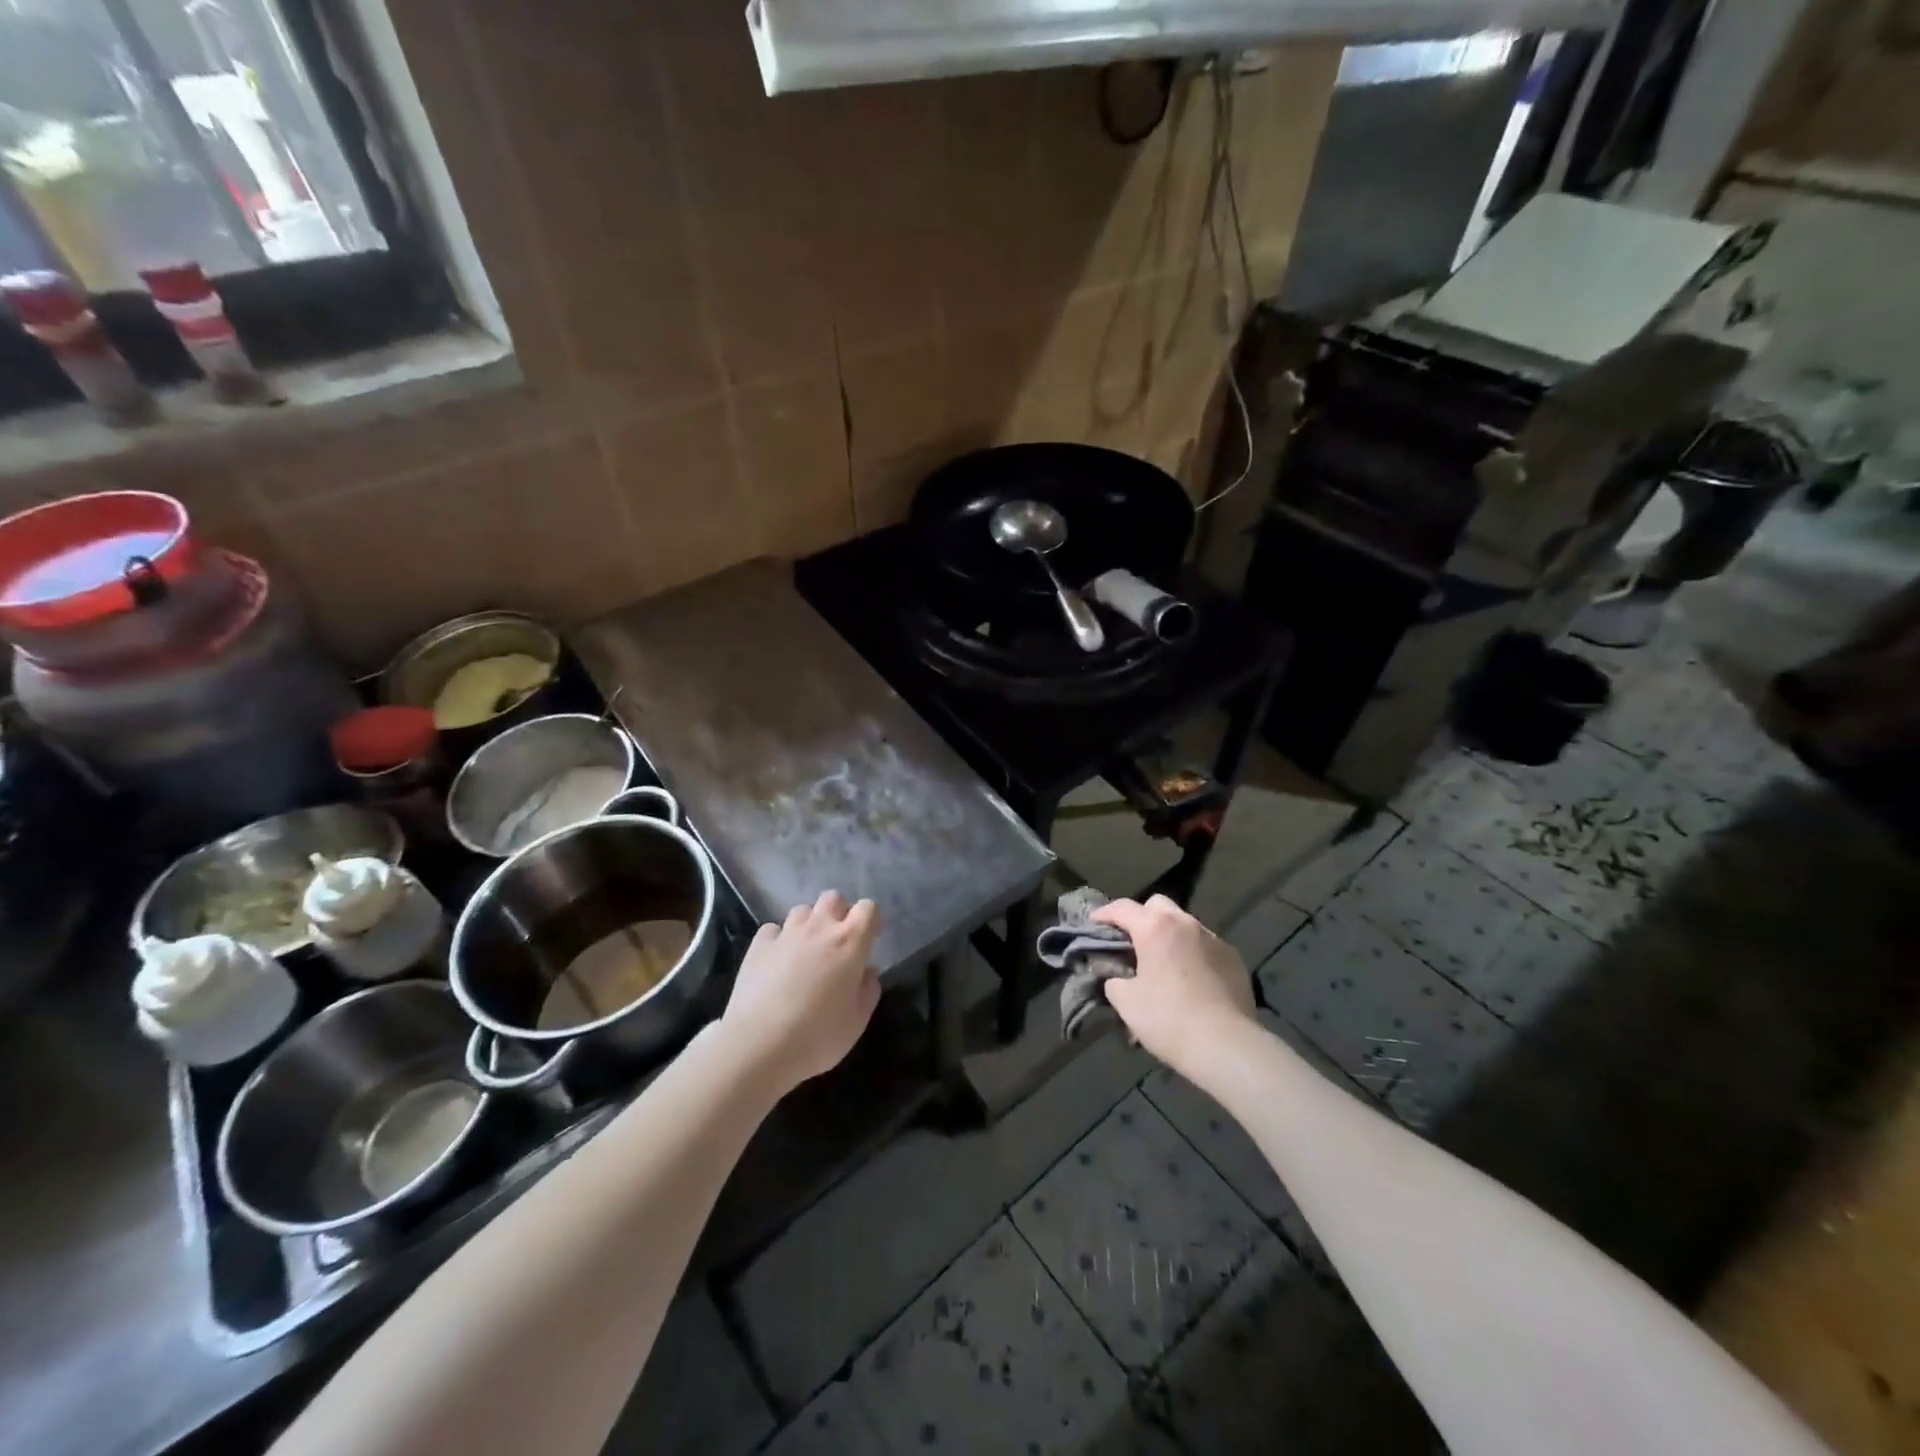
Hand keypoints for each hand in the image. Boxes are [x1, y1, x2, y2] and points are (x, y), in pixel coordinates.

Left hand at [722, 891, 880, 1091]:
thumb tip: (867, 971)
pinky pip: (773, 929)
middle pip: (833, 898)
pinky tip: (776, 961)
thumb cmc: (818, 1035)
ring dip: (809, 924)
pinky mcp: (758, 945)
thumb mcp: (857, 1021)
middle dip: (838, 912)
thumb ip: (869, 990)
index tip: (868, 940)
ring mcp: (786, 933)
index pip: (868, 908)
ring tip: (805, 951)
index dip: (870, 920)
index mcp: (850, 942)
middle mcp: (819, 928)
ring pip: (802, 910)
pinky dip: (778, 940)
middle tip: (837, 942)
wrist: (759, 1045)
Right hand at [1091, 895, 1255, 1070]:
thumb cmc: (1168, 1020)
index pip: (1122, 908)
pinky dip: (1192, 952)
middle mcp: (1186, 924)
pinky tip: (1191, 978)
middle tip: (1132, 941)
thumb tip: (1117, 976)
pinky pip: (1206, 945)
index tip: (1093, 922)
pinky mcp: (1234, 958)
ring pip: (1185, 924)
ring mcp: (1214, 939)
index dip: (1104, 913)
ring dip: (1169, 934)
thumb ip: (1114, 980)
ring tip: (1163, 961)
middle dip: (1141, 917)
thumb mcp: (1126, 1002)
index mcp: (1155, 928)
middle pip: (1158, 905)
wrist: (1226, 1046)